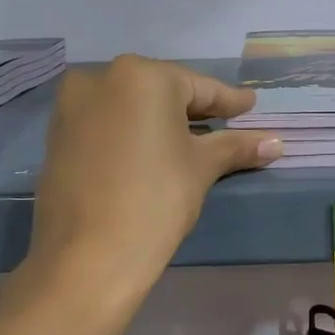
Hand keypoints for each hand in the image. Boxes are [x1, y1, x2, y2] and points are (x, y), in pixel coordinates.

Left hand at [30, 56, 282, 287]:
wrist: (87, 258)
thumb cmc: (155, 200)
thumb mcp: (201, 168)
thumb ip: (236, 146)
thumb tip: (277, 142)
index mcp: (140, 76)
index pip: (198, 87)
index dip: (228, 101)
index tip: (250, 107)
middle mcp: (100, 78)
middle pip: (161, 92)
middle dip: (194, 110)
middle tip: (226, 123)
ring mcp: (72, 108)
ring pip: (130, 107)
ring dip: (161, 121)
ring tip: (192, 140)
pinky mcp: (57, 137)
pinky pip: (107, 124)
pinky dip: (132, 133)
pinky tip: (152, 153)